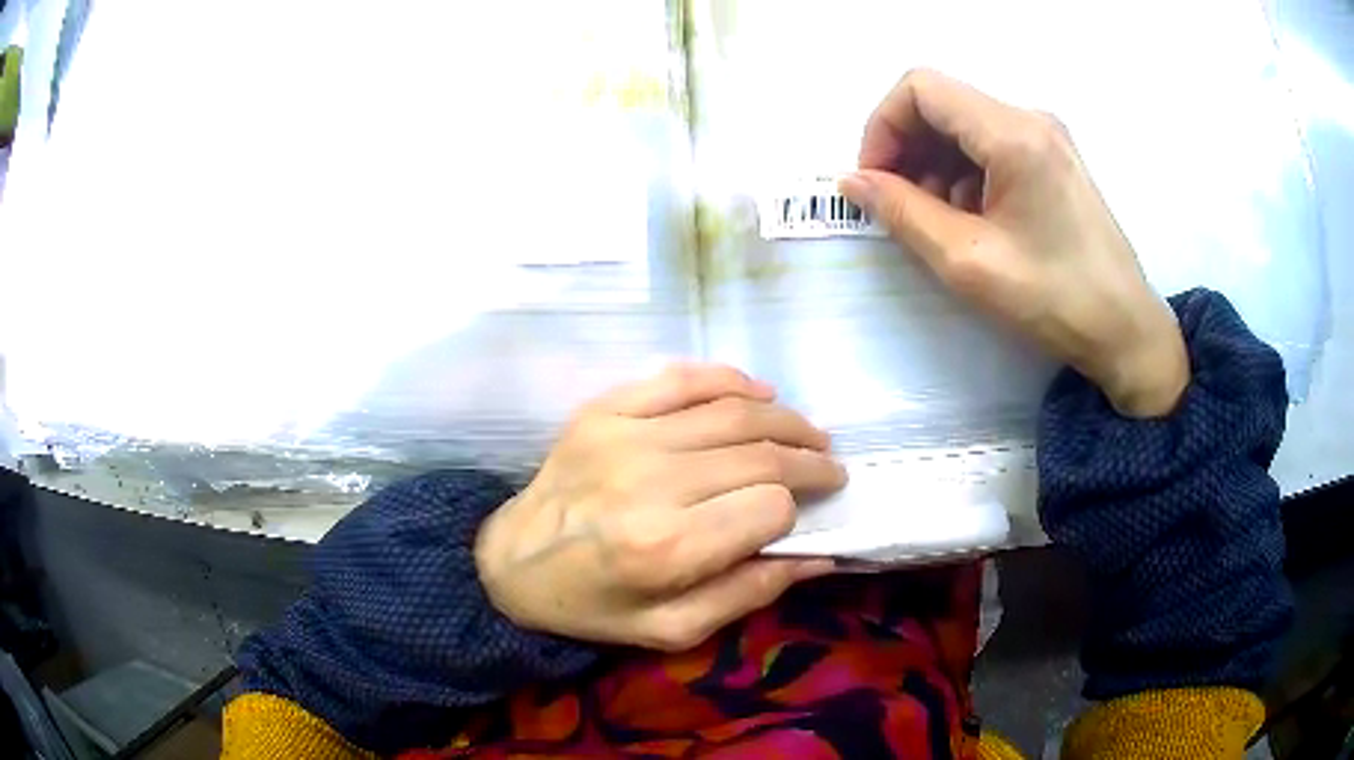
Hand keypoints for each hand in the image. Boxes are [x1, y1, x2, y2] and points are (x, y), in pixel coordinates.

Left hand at [475, 363, 845, 651]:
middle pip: (759, 455)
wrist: (510, 563)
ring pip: (731, 411)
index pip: (769, 508)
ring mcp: (624, 435)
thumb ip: (748, 595)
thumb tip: (819, 557)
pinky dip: (729, 379)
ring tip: (810, 433)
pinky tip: (759, 392)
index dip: (797, 510)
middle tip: (831, 467)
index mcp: (667, 548)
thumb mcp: (671, 628)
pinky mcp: (604, 411)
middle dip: (809, 459)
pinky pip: (680, 379)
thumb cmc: (592, 606)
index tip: (810, 512)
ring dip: (784, 419)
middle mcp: (650, 483)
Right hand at [840, 69, 1187, 416]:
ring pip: (962, 126)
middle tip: (899, 207)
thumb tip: (852, 182)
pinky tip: (970, 220)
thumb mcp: (968, 261)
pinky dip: (963, 175)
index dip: (882, 128)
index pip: (920, 89)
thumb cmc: (1054, 299)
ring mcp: (1044, 136)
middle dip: (906, 149)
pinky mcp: (1052, 158)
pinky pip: (989, 146)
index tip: (875, 182)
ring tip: (938, 222)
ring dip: (934, 165)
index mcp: (1013, 133)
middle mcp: (1029, 118)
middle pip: (940, 104)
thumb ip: (903, 213)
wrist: (1124, 330)